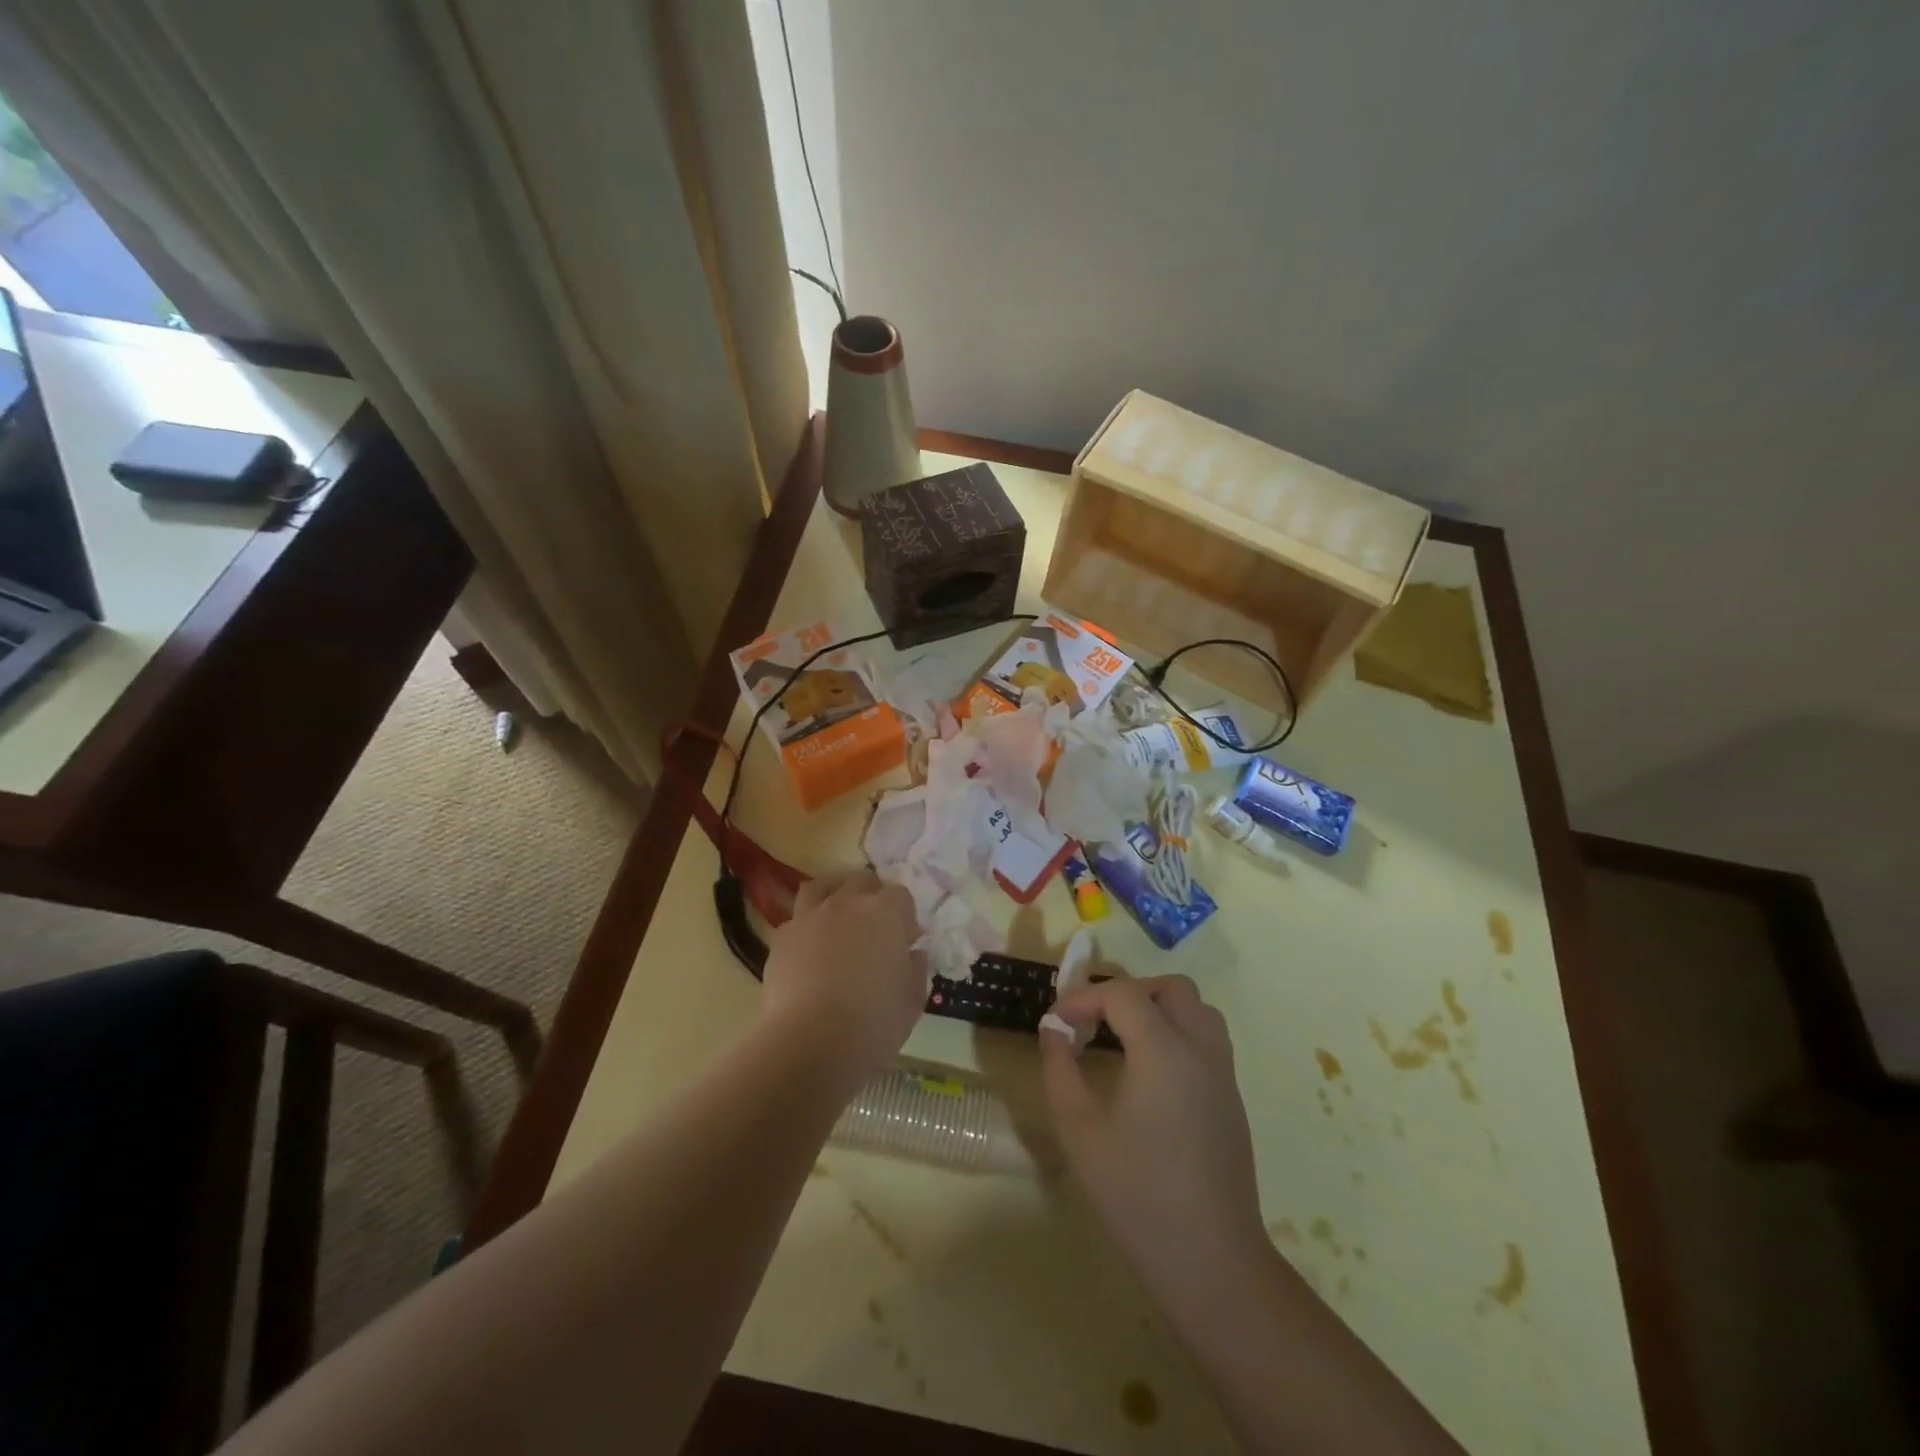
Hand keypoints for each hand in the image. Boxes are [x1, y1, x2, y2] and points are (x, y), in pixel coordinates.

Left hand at [761, 871, 922, 1083]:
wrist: (810, 1043)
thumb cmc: (873, 1022)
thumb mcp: (912, 1000)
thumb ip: (916, 969)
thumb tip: (913, 953)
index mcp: (885, 912)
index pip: (900, 895)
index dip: (905, 917)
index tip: (906, 942)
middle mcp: (847, 903)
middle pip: (861, 881)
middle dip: (872, 897)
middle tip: (875, 928)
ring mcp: (810, 917)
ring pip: (821, 887)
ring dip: (833, 896)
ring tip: (837, 920)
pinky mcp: (781, 938)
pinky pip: (795, 921)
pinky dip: (805, 929)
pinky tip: (808, 952)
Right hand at [1040, 976, 1266, 1300]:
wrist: (1209, 1259)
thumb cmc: (1135, 1192)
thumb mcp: (1079, 1129)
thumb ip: (1060, 1067)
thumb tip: (1052, 1027)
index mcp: (1163, 1050)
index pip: (1122, 993)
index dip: (1083, 998)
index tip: (1056, 1024)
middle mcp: (1200, 1048)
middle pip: (1169, 988)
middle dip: (1126, 993)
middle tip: (1094, 1022)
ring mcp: (1223, 1072)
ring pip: (1195, 1008)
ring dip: (1157, 1007)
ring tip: (1122, 1039)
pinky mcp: (1232, 1096)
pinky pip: (1206, 1037)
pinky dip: (1176, 1031)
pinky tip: (1150, 1071)